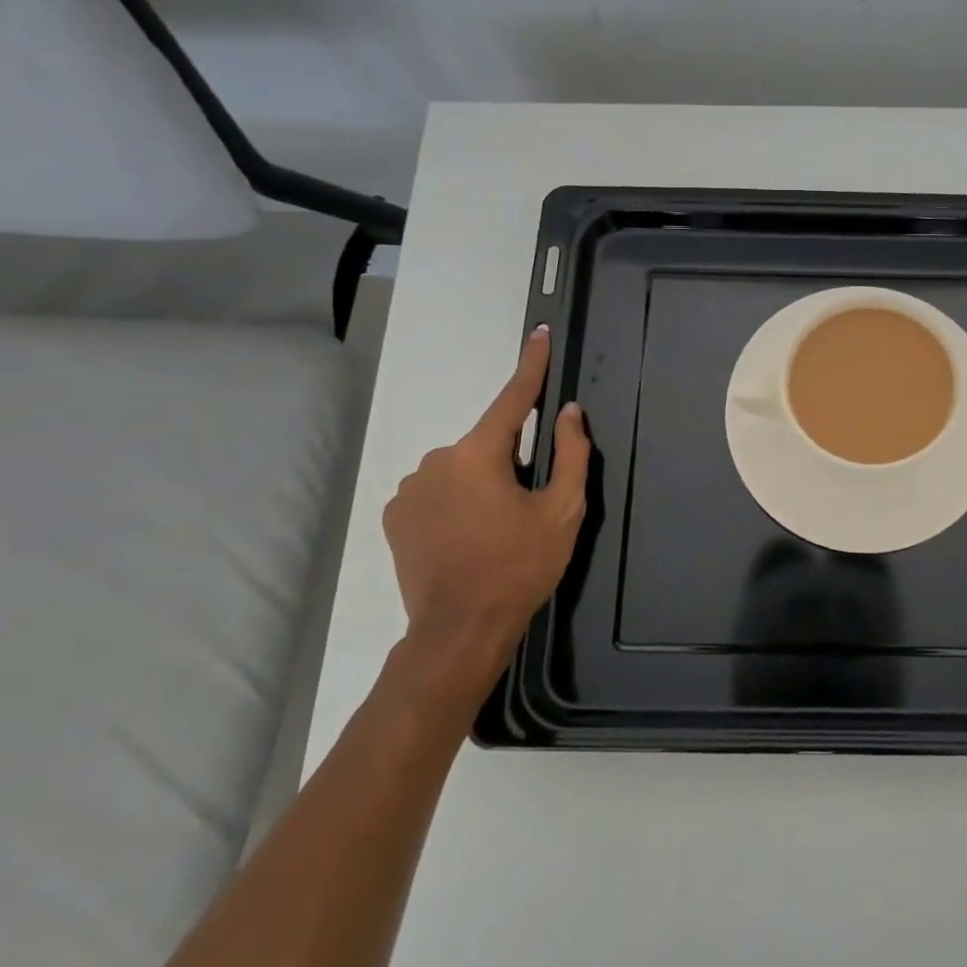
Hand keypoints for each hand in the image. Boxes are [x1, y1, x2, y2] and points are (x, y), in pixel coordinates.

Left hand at [383, 326, 589, 707]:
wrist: (459, 631)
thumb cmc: (519, 567)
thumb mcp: (562, 511)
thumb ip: (571, 454)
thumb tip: (569, 413)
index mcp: (480, 454)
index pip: (513, 398)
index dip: (531, 365)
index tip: (539, 336)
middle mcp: (437, 459)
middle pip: (488, 444)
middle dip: (510, 461)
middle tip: (526, 506)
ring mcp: (410, 487)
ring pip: (461, 469)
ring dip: (481, 483)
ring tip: (494, 530)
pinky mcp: (395, 514)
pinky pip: (436, 491)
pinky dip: (455, 502)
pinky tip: (466, 537)